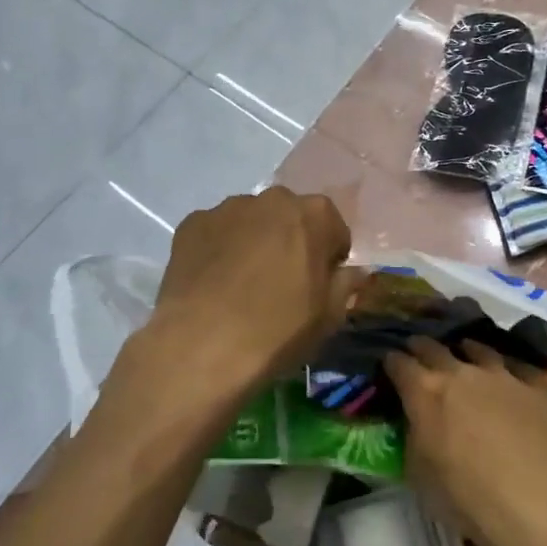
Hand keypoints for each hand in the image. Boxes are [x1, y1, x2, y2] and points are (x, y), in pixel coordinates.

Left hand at [145, 187, 356, 399]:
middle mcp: (272, 199)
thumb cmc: (278, 330)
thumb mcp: (329, 316)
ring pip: (250, 222)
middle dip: (290, 242)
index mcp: (315, 214)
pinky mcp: (192, 223)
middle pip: (289, 217)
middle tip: (281, 284)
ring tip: (241, 285)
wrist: (203, 346)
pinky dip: (218, 250)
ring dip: (253, 242)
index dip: (329, 258)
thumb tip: (354, 271)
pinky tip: (213, 284)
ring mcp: (228, 208)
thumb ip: (346, 284)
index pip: (333, 229)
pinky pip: (215, 233)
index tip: (318, 285)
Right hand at [384, 337, 546, 545]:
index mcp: (425, 392)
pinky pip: (517, 367)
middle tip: (417, 351)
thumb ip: (413, 436)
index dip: (392, 362)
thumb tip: (415, 420)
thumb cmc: (466, 497)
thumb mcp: (419, 473)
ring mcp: (500, 375)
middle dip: (421, 348)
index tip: (389, 365)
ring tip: (463, 351)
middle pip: (434, 348)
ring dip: (465, 350)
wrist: (534, 504)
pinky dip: (506, 369)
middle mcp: (460, 372)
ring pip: (477, 349)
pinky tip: (507, 375)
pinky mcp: (533, 387)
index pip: (399, 363)